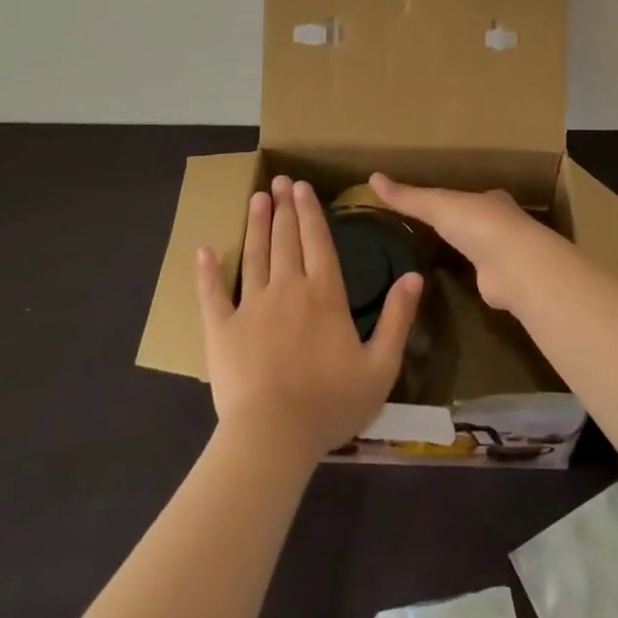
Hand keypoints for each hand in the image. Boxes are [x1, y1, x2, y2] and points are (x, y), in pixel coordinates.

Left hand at [196, 176, 421, 463]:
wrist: (272, 437)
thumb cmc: (330, 404)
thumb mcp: (380, 366)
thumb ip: (397, 318)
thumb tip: (414, 276)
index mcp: (325, 294)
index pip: (318, 241)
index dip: (311, 212)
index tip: (303, 186)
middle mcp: (288, 289)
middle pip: (285, 239)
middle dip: (283, 207)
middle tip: (279, 181)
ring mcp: (251, 306)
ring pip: (254, 255)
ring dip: (256, 224)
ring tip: (257, 198)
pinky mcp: (222, 329)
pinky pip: (213, 294)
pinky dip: (207, 271)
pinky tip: (204, 250)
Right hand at [369, 173, 566, 311]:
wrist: (513, 265)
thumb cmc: (477, 224)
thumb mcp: (436, 205)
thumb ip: (407, 197)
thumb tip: (371, 178)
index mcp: (490, 199)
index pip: (467, 196)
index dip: (450, 199)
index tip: (431, 204)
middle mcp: (502, 224)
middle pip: (476, 222)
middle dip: (460, 226)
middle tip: (431, 231)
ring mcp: (505, 254)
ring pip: (481, 249)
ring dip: (466, 252)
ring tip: (438, 257)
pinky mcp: (502, 282)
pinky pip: (481, 276)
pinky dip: (469, 277)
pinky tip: (454, 282)